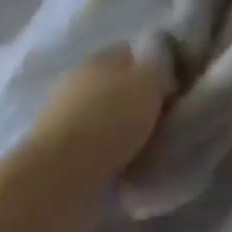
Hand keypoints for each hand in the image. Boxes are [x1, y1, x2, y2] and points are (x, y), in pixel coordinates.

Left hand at [26, 49, 172, 190]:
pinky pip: (94, 147)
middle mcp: (78, 80)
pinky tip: (125, 165)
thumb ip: (163, 67)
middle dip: (140, 101)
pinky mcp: (55, 154)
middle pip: (119, 85)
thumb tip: (164, 70)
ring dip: (123, 130)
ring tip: (147, 147)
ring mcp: (62, 118)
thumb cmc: (110, 120)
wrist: (58, 179)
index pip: (136, 52)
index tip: (176, 89)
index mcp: (100, 56)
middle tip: (164, 119)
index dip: (159, 67)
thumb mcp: (151, 81)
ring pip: (106, 117)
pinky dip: (109, 154)